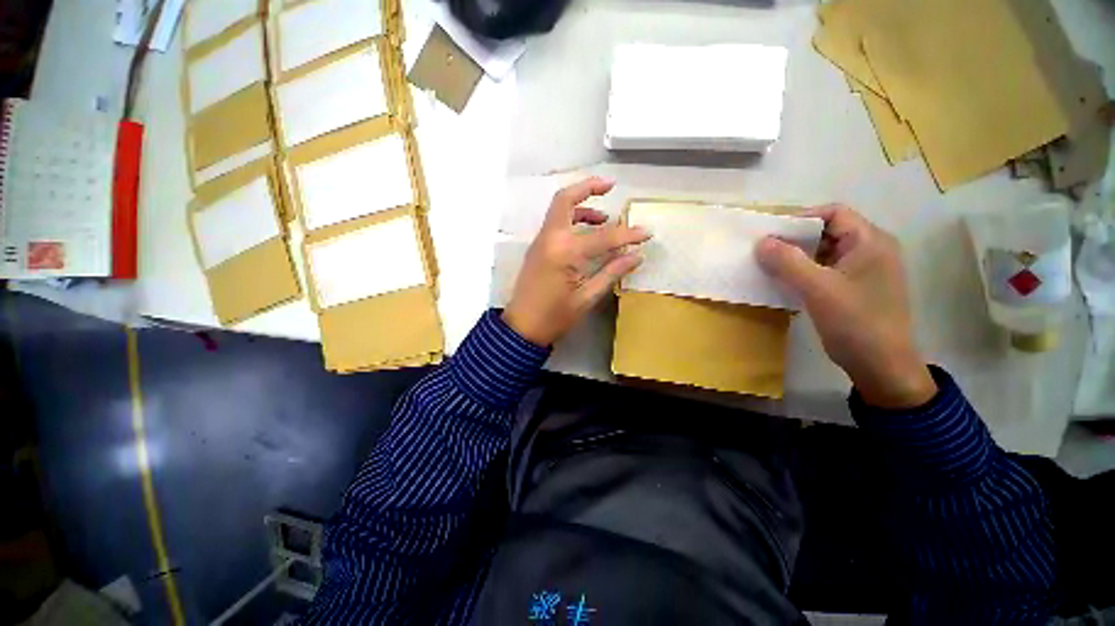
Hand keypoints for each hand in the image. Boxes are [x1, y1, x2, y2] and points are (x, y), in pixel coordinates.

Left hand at [503, 177, 650, 346]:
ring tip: (605, 216)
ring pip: (559, 209)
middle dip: (588, 187)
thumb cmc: (555, 316)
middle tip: (610, 185)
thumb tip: (636, 256)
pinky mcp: (537, 247)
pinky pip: (555, 223)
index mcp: (564, 252)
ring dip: (581, 204)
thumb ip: (611, 272)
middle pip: (565, 199)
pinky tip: (586, 232)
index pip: (603, 236)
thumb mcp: (587, 298)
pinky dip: (572, 219)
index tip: (646, 233)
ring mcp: (541, 241)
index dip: (628, 235)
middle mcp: (550, 238)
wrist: (522, 327)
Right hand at [756, 205, 935, 408]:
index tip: (771, 233)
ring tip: (769, 265)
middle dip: (794, 239)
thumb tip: (761, 242)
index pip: (834, 213)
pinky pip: (824, 270)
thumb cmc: (856, 322)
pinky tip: (784, 281)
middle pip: (827, 231)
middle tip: (764, 250)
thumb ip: (788, 262)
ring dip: (796, 256)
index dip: (801, 218)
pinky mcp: (853, 288)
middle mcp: (870, 250)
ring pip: (824, 252)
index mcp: (870, 242)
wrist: (881, 366)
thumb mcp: (819, 289)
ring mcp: (862, 271)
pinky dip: (803, 271)